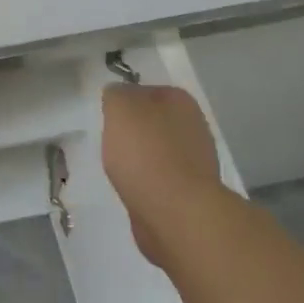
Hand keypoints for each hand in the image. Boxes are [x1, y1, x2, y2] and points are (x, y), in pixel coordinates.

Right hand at [101, 84, 221, 267]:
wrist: (174, 212)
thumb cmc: (145, 152)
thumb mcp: (120, 108)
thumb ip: (116, 94)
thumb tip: (118, 96)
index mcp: (180, 100)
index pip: (145, 91)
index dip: (123, 102)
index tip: (107, 118)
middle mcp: (194, 125)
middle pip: (153, 122)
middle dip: (133, 132)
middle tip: (110, 143)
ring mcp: (196, 160)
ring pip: (157, 151)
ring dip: (140, 158)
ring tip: (119, 170)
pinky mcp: (190, 192)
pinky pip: (160, 178)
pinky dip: (146, 182)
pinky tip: (133, 189)